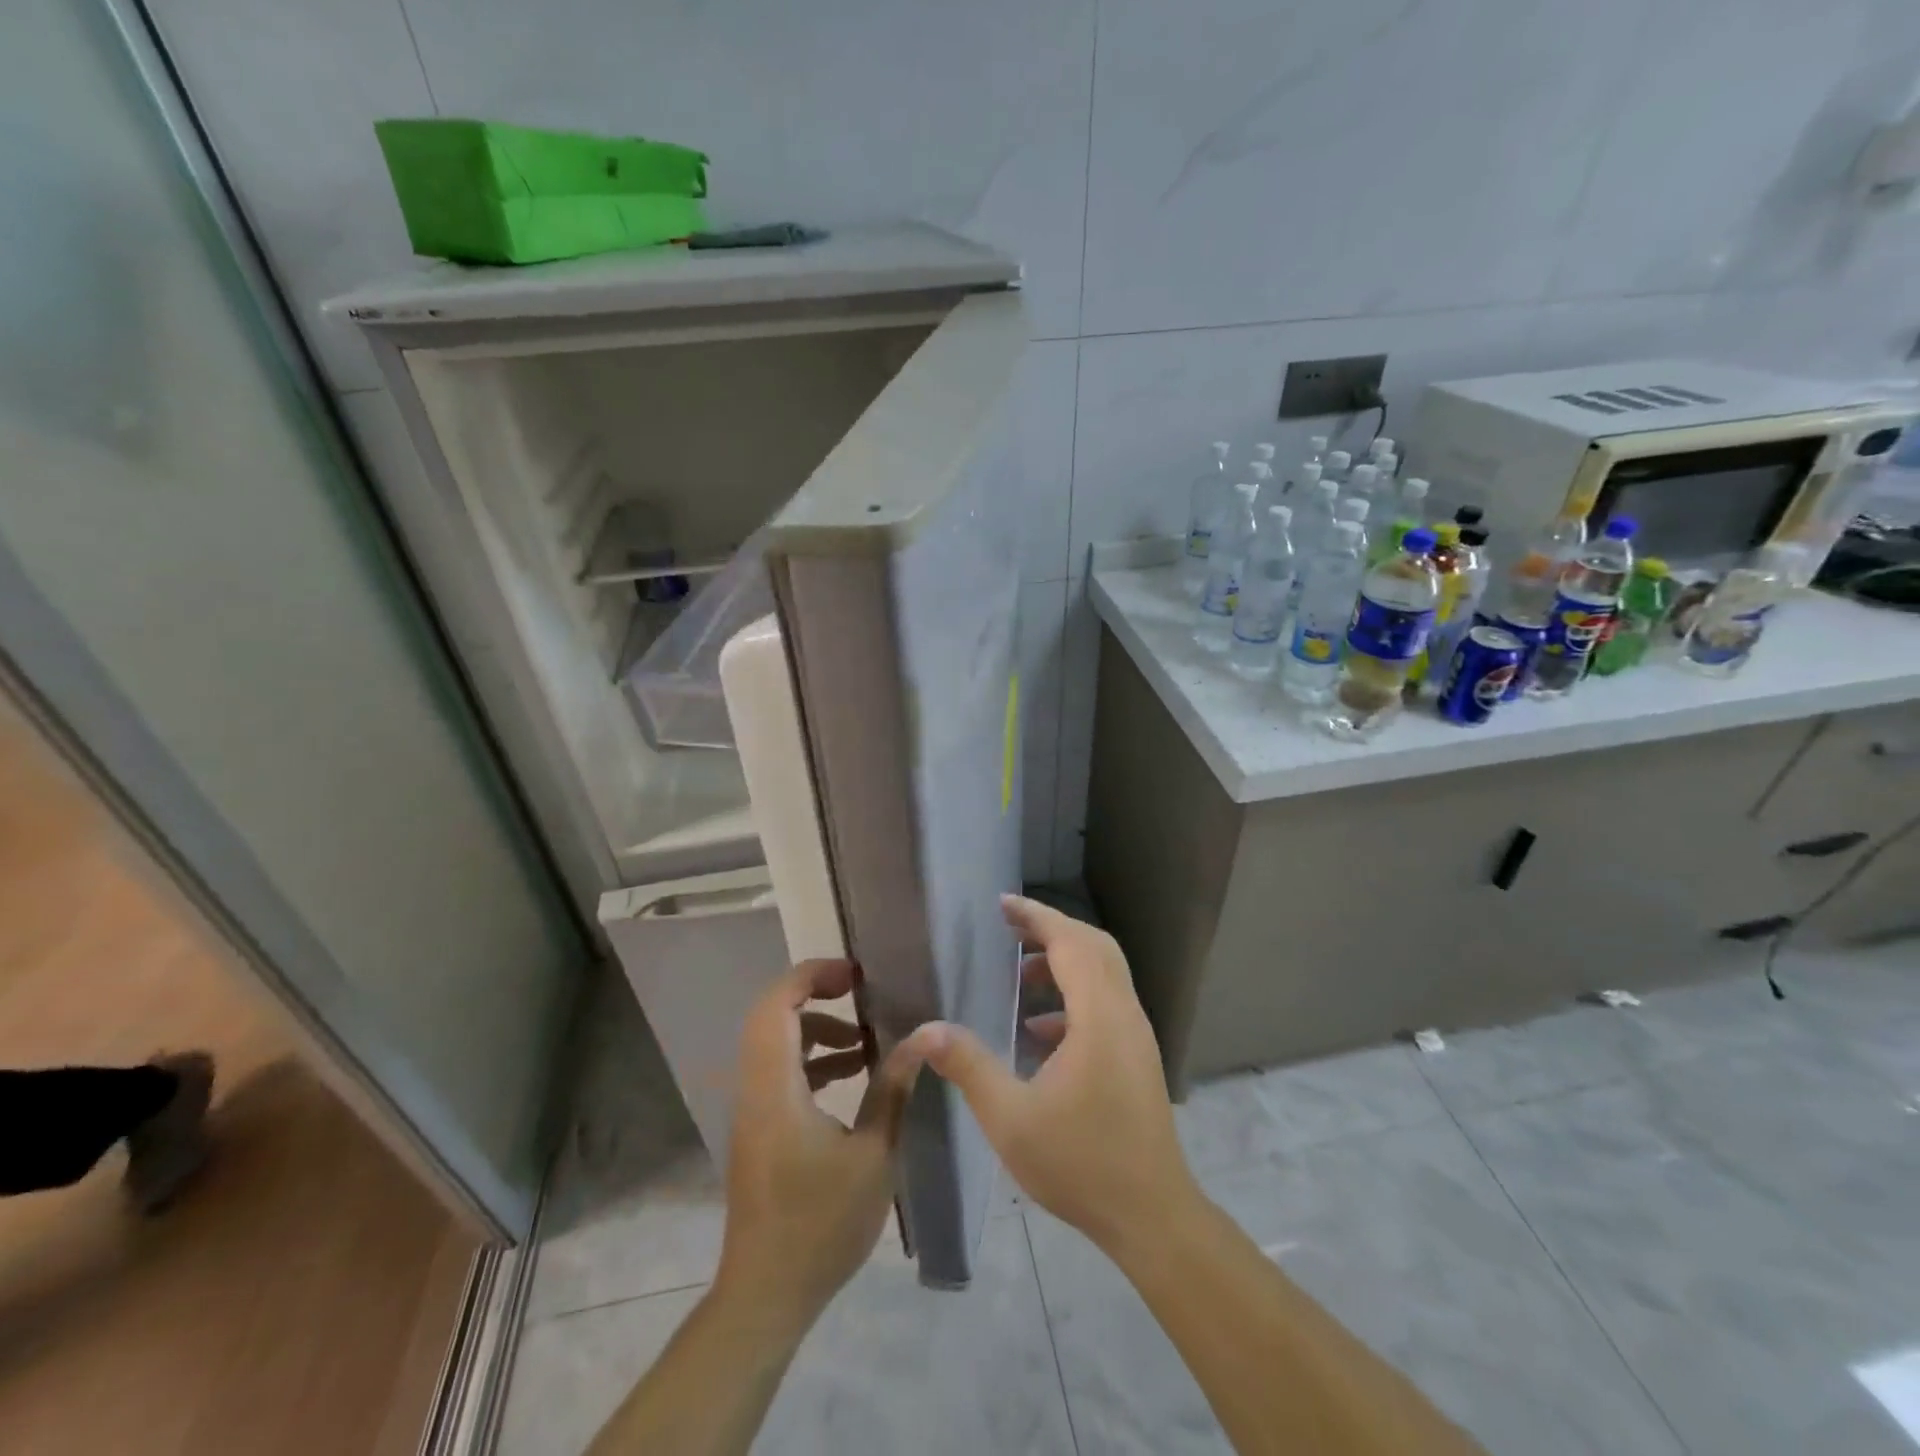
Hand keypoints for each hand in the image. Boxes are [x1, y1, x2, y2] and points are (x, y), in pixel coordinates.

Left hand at [715, 959, 918, 1331]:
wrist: (766, 1294)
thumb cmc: (822, 1224)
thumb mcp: (872, 1154)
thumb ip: (893, 1089)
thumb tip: (922, 1038)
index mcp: (775, 1088)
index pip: (777, 1005)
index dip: (811, 976)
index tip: (855, 975)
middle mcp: (754, 1089)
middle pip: (772, 1016)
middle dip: (815, 995)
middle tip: (860, 994)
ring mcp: (752, 1110)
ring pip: (774, 1044)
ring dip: (816, 1031)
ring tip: (864, 1042)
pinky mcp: (758, 1129)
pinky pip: (778, 1072)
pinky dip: (810, 1061)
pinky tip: (851, 1077)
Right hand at [902, 895, 1198, 1254]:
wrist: (1152, 1216)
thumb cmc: (1081, 1164)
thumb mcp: (1011, 1118)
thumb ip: (968, 1066)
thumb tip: (925, 1030)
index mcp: (1099, 1017)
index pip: (1070, 943)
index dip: (1037, 916)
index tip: (1002, 903)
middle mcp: (1124, 1014)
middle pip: (1094, 946)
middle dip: (1051, 929)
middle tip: (1009, 927)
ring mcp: (1136, 1035)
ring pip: (1104, 973)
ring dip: (1064, 962)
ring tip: (1018, 977)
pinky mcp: (1137, 1057)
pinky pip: (1106, 1003)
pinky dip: (1074, 996)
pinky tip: (1040, 1031)